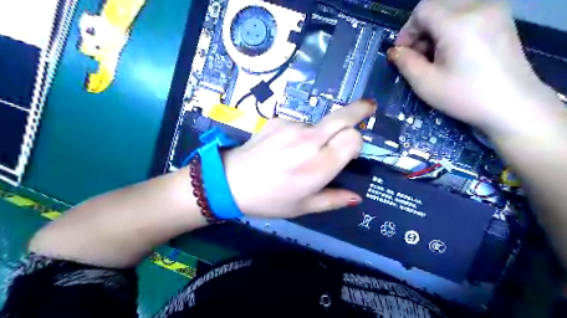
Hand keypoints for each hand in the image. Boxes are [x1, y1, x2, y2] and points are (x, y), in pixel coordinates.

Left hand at [223, 100, 374, 218]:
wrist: (229, 182)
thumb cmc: (269, 200)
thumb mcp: (303, 207)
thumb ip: (333, 200)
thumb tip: (357, 197)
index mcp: (319, 167)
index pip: (353, 138)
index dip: (356, 142)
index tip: (350, 151)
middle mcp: (309, 141)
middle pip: (343, 117)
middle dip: (359, 110)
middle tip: (369, 107)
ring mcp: (292, 127)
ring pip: (320, 123)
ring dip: (320, 134)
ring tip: (300, 153)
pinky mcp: (278, 120)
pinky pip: (300, 124)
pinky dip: (300, 134)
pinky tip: (284, 148)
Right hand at [387, 1, 564, 135]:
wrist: (512, 104)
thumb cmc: (464, 96)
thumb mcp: (425, 83)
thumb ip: (405, 62)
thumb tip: (395, 51)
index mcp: (457, 22)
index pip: (422, 9)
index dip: (406, 30)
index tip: (402, 53)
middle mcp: (478, 7)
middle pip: (437, 5)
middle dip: (420, 29)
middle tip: (417, 55)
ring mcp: (494, 11)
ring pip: (452, 7)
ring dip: (435, 28)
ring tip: (434, 55)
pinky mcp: (501, 19)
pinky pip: (468, 12)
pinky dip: (452, 27)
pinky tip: (452, 50)